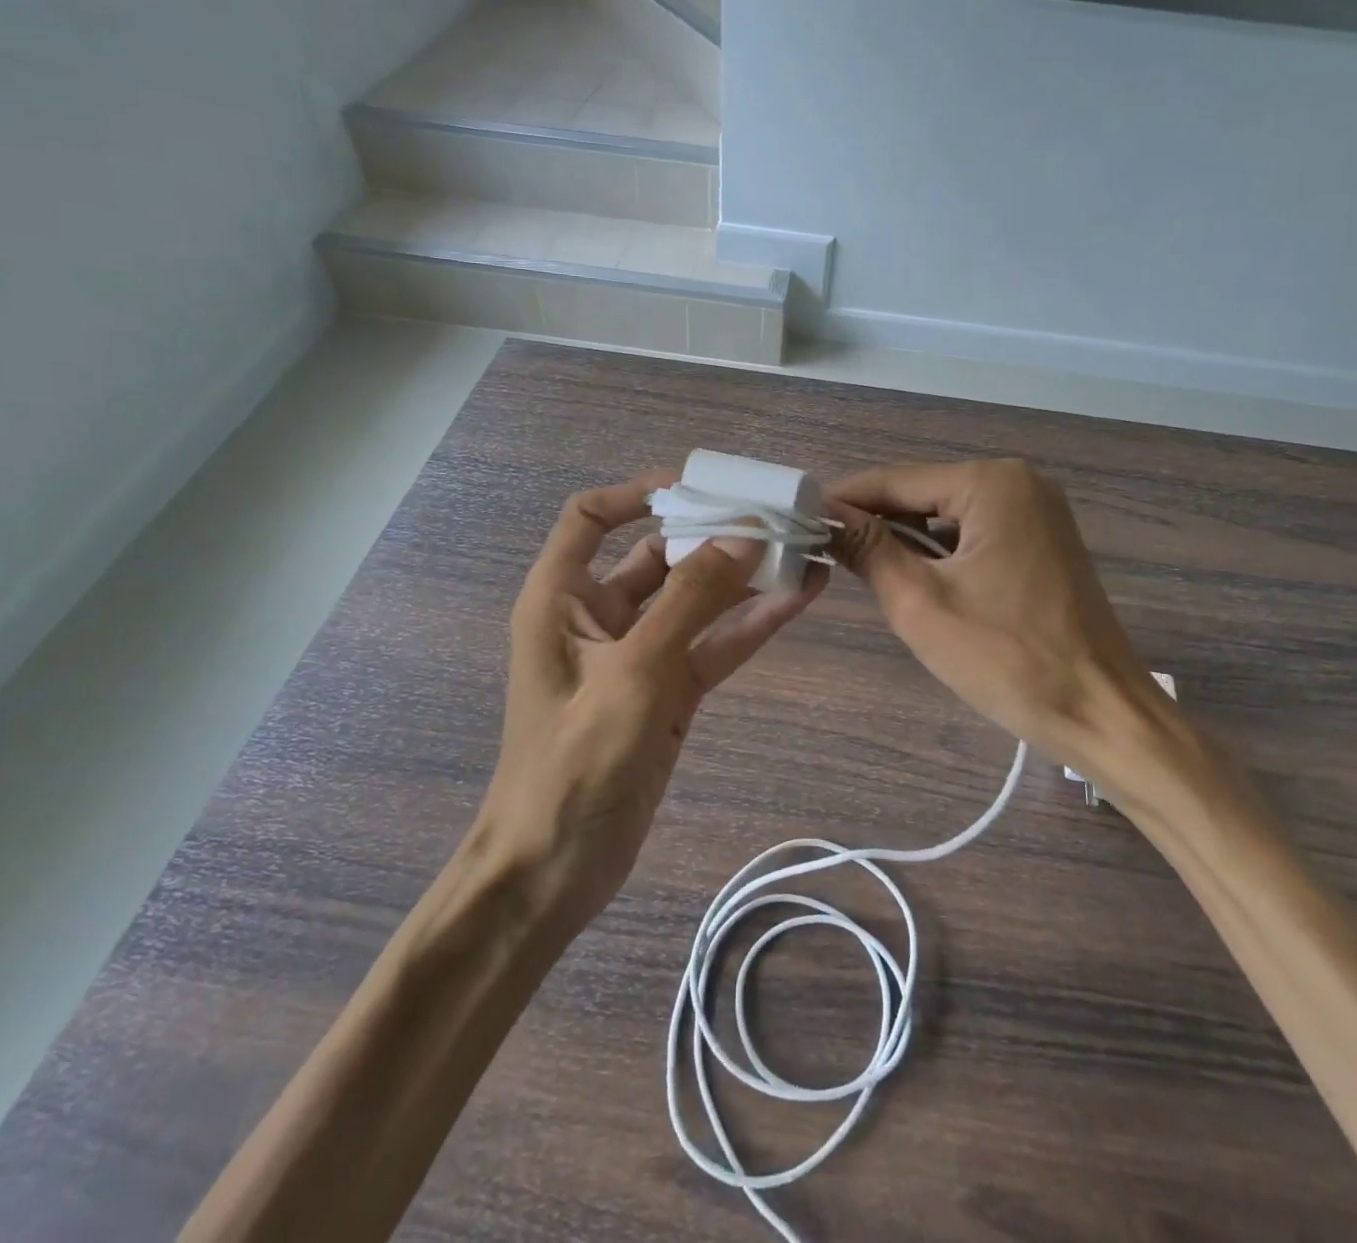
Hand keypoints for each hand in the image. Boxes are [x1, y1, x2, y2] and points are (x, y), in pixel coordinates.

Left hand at [477, 471, 826, 932]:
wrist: (555, 869)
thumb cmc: (575, 763)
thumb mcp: (634, 672)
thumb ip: (691, 600)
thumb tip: (744, 536)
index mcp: (561, 597)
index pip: (590, 517)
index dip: (639, 493)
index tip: (700, 487)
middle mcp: (598, 616)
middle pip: (658, 554)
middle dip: (712, 534)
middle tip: (774, 515)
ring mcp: (638, 655)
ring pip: (695, 600)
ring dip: (743, 577)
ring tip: (801, 548)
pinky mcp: (668, 691)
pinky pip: (712, 644)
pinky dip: (750, 623)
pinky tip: (798, 598)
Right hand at [830, 459, 1195, 809]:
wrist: (1102, 714)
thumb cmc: (1007, 658)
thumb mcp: (920, 603)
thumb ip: (868, 549)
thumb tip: (824, 515)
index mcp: (991, 483)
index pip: (894, 481)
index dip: (843, 501)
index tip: (797, 521)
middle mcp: (1018, 482)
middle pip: (922, 494)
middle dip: (875, 524)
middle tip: (826, 555)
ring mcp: (1037, 512)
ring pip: (947, 516)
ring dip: (907, 541)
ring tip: (865, 573)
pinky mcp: (1044, 542)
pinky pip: (974, 534)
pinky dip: (941, 554)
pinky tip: (919, 582)